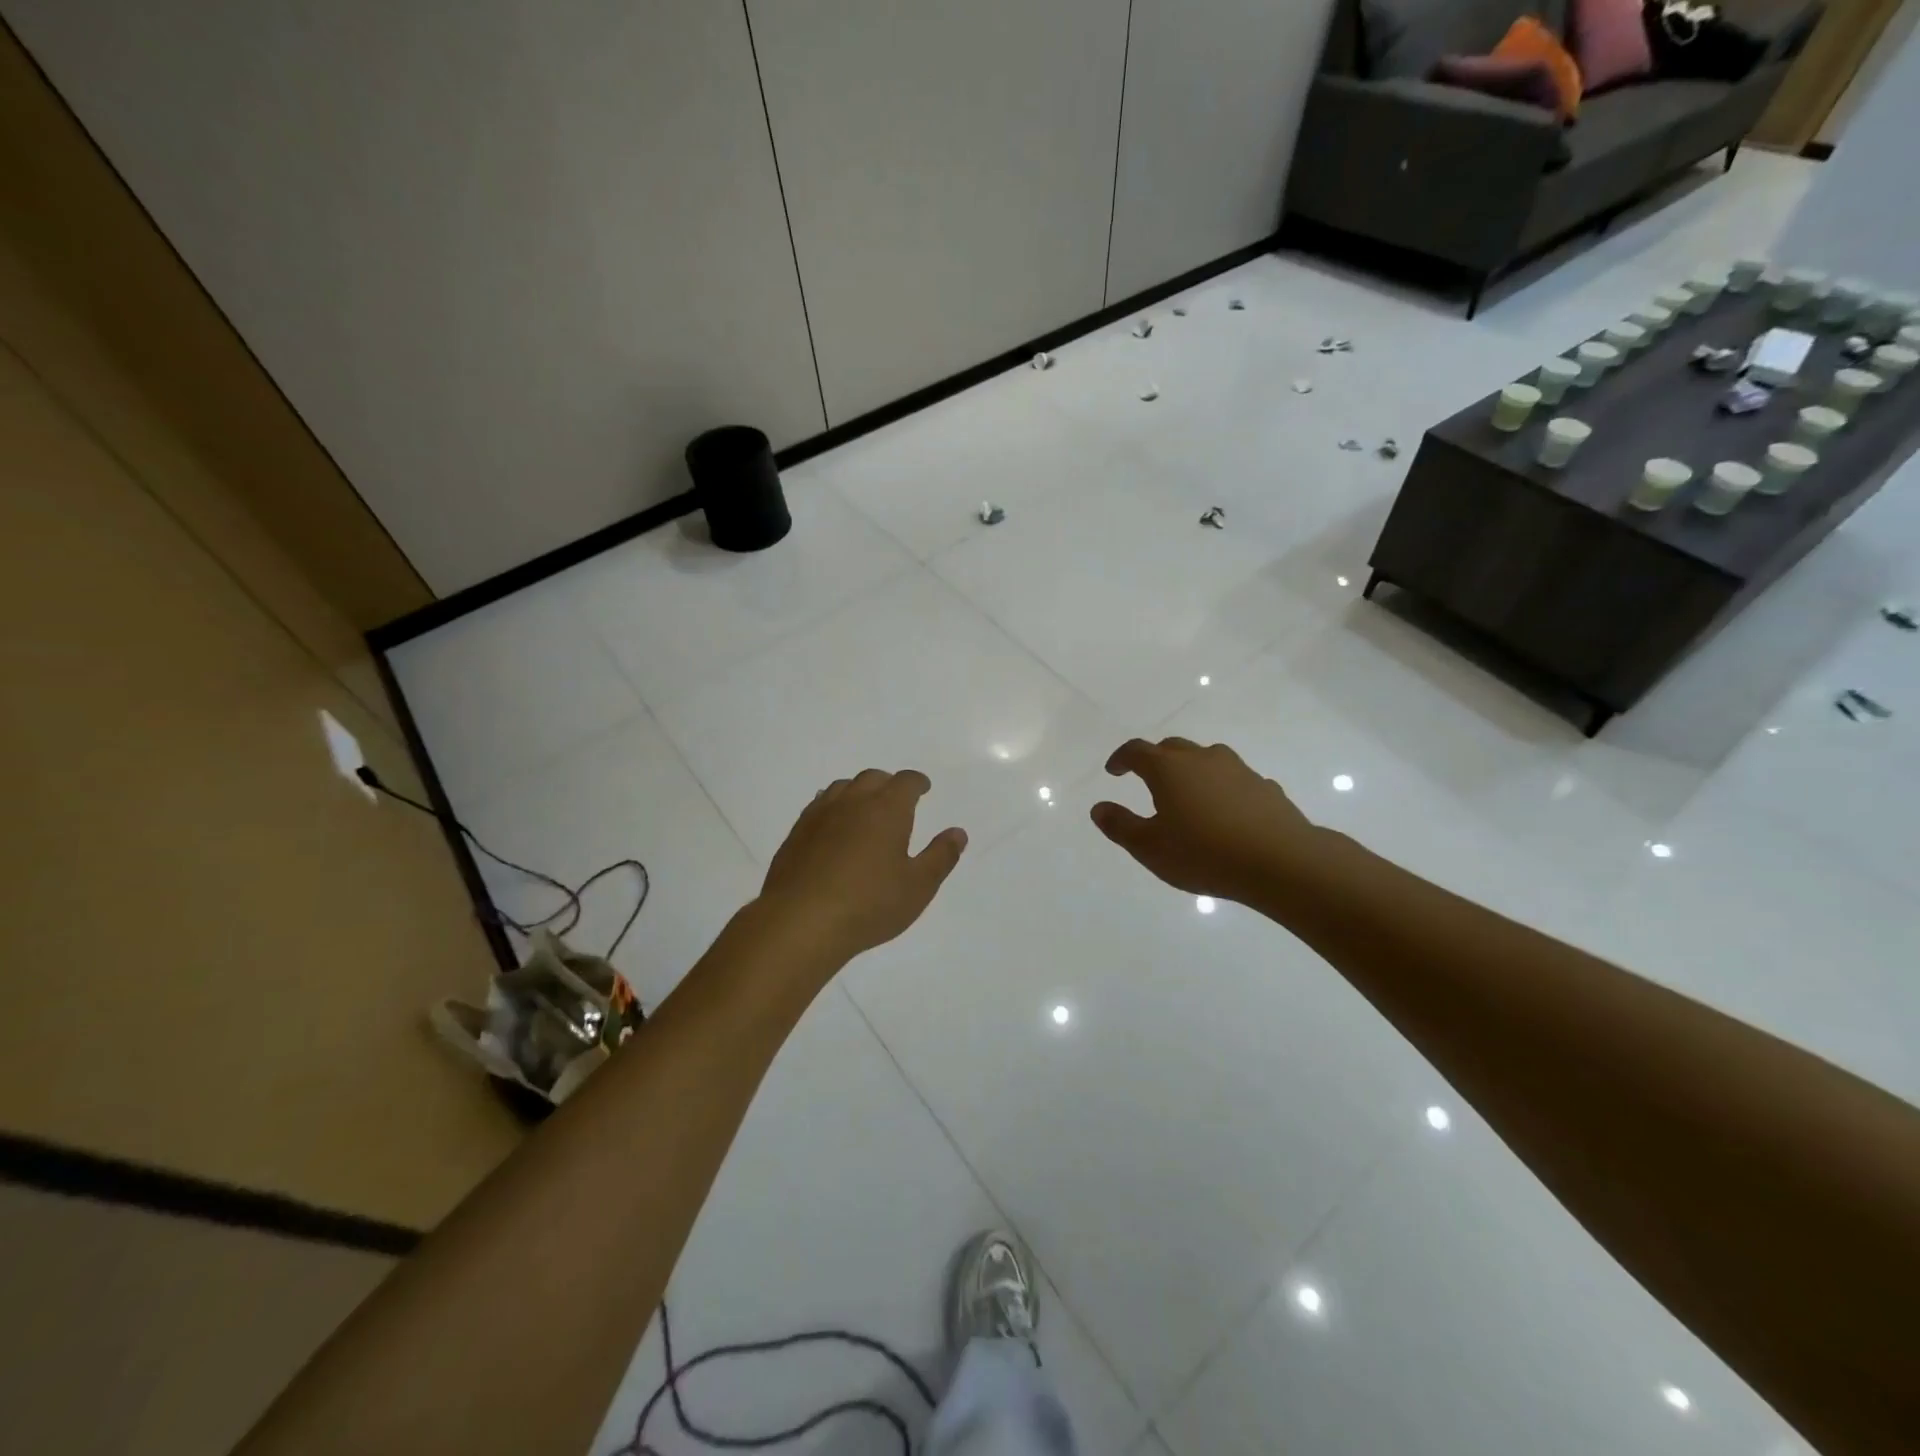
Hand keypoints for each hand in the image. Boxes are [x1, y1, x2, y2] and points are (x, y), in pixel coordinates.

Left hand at [756, 769, 967, 963]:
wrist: (801, 921)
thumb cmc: (869, 904)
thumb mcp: (918, 886)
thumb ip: (941, 856)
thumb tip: (957, 833)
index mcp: (887, 809)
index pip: (906, 782)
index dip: (917, 782)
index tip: (923, 788)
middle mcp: (853, 802)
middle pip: (873, 777)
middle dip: (888, 784)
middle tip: (897, 800)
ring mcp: (820, 814)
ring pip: (843, 787)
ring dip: (859, 791)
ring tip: (865, 809)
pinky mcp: (797, 832)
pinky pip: (820, 805)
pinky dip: (834, 807)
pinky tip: (834, 826)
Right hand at [1090, 738, 1318, 905]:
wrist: (1280, 861)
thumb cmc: (1204, 853)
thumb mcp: (1149, 848)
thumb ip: (1120, 826)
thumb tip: (1098, 808)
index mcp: (1168, 769)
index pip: (1137, 751)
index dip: (1121, 758)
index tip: (1114, 771)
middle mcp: (1202, 759)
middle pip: (1172, 748)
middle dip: (1155, 760)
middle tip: (1147, 779)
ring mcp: (1238, 770)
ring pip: (1207, 759)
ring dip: (1192, 771)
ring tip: (1189, 795)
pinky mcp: (1265, 787)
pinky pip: (1235, 781)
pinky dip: (1223, 789)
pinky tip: (1226, 813)